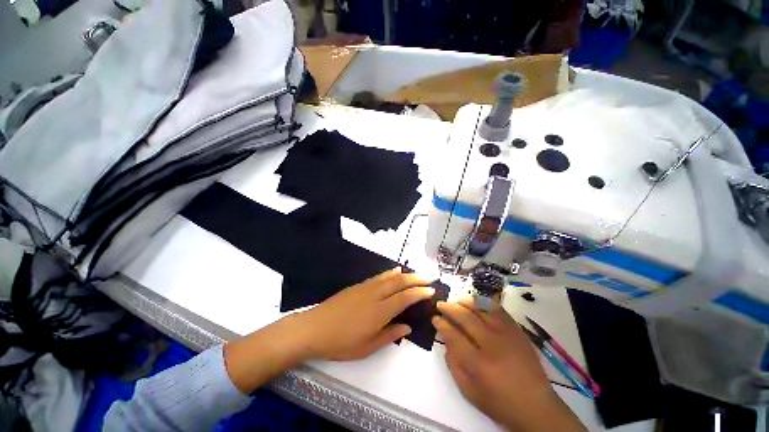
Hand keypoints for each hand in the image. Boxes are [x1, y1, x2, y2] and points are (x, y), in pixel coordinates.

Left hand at [225, 268, 432, 393]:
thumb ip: (390, 335)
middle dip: (416, 279)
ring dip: (405, 274)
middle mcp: (375, 295)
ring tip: (416, 274)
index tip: (431, 291)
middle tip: (429, 278)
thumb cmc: (341, 343)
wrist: (314, 328)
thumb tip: (407, 327)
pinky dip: (390, 273)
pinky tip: (395, 271)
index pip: (405, 297)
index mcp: (380, 311)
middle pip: (400, 282)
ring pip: (390, 277)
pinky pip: (379, 276)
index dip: (419, 293)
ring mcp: (366, 287)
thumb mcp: (367, 347)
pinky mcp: (358, 285)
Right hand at [433, 297, 584, 431]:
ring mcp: (507, 335)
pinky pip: (499, 310)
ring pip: (482, 309)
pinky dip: (485, 303)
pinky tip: (476, 302)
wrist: (536, 406)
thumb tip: (446, 339)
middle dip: (449, 308)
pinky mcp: (517, 331)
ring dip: (465, 301)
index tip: (434, 318)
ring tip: (456, 298)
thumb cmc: (499, 402)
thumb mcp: (469, 391)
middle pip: (466, 318)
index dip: (442, 324)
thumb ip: (453, 364)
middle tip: (440, 304)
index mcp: (478, 364)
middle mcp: (492, 345)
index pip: (454, 335)